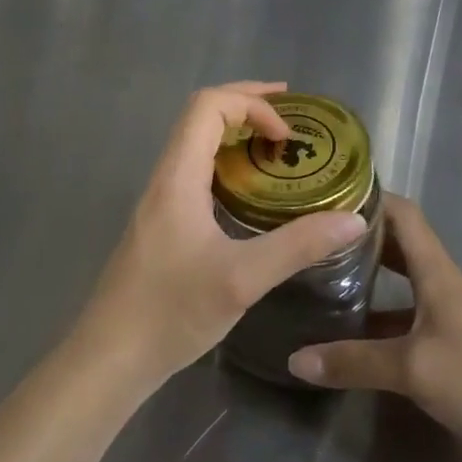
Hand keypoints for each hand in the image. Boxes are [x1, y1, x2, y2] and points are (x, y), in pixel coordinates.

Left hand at [77, 83, 368, 389]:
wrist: (110, 357)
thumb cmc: (171, 312)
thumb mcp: (242, 279)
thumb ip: (298, 246)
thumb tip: (351, 219)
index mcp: (178, 175)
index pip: (209, 105)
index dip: (252, 104)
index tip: (286, 136)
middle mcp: (166, 176)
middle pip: (201, 114)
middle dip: (247, 105)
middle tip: (290, 117)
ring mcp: (160, 199)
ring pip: (196, 142)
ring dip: (236, 131)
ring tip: (276, 145)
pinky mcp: (162, 221)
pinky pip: (196, 169)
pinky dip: (227, 160)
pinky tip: (250, 191)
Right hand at [287, 196, 461, 461]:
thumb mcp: (412, 369)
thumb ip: (353, 362)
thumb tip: (294, 359)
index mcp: (437, 272)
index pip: (403, 214)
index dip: (370, 197)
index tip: (329, 193)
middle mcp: (442, 284)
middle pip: (399, 243)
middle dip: (360, 235)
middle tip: (316, 233)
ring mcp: (449, 315)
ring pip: (402, 282)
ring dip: (369, 275)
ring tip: (324, 273)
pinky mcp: (451, 346)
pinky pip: (407, 316)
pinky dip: (380, 315)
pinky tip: (352, 330)